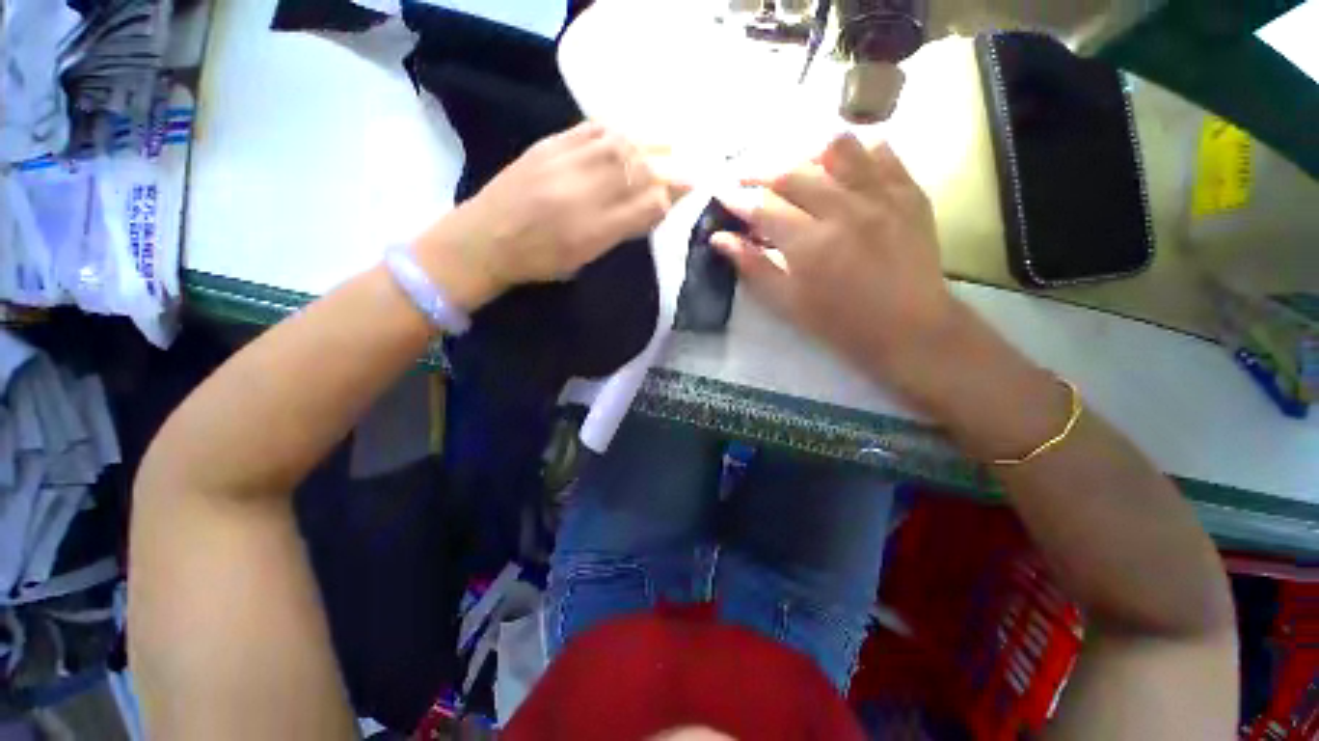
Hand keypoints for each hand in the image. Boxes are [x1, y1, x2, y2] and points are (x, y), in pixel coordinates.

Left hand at [414, 122, 676, 310]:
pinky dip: (616, 131)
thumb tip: (651, 209)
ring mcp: (565, 164)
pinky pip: (590, 129)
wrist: (485, 240)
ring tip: (664, 148)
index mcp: (596, 231)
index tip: (690, 190)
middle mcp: (585, 194)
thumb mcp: (585, 259)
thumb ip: (619, 232)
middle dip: (669, 168)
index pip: (648, 205)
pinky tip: (627, 135)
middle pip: (639, 171)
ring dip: (648, 145)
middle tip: (685, 167)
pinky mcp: (548, 145)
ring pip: (620, 145)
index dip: (673, 196)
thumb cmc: (538, 262)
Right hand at [712, 134, 956, 396]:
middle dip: (758, 169)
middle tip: (742, 174)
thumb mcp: (787, 303)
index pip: (762, 206)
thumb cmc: (839, 323)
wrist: (909, 328)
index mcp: (810, 245)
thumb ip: (752, 266)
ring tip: (792, 167)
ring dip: (803, 152)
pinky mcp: (909, 191)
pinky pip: (879, 150)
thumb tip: (719, 238)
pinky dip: (852, 151)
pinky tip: (838, 166)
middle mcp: (844, 210)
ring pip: (836, 147)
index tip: (720, 192)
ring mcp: (881, 195)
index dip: (736, 197)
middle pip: (792, 171)